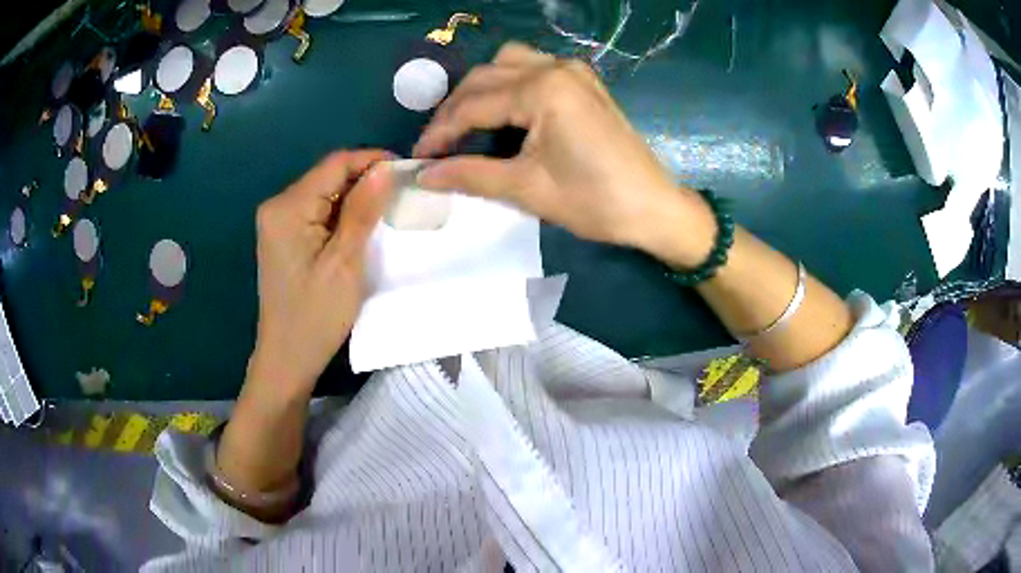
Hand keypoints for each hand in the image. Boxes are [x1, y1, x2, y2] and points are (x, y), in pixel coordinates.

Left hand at [250, 150, 392, 393]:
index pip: (334, 164)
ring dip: (355, 198)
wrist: (287, 358)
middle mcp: (277, 206)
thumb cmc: (316, 316)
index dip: (372, 160)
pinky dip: (341, 215)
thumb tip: (386, 168)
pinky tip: (361, 227)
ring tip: (388, 209)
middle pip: (328, 176)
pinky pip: (317, 212)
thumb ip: (362, 211)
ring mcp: (278, 222)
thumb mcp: (344, 262)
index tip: (406, 171)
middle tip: (402, 194)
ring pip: (324, 193)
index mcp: (287, 208)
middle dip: (365, 181)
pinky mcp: (284, 237)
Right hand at [413, 42, 715, 267]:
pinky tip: (503, 113)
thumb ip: (470, 175)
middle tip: (437, 146)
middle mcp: (556, 67)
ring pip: (508, 64)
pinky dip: (508, 86)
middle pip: (486, 77)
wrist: (654, 208)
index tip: (418, 158)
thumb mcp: (527, 189)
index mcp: (543, 89)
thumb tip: (424, 175)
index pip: (473, 104)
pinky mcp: (583, 82)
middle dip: (455, 109)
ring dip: (480, 90)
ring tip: (466, 125)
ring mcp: (573, 71)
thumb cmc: (594, 201)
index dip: (440, 132)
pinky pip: (533, 69)